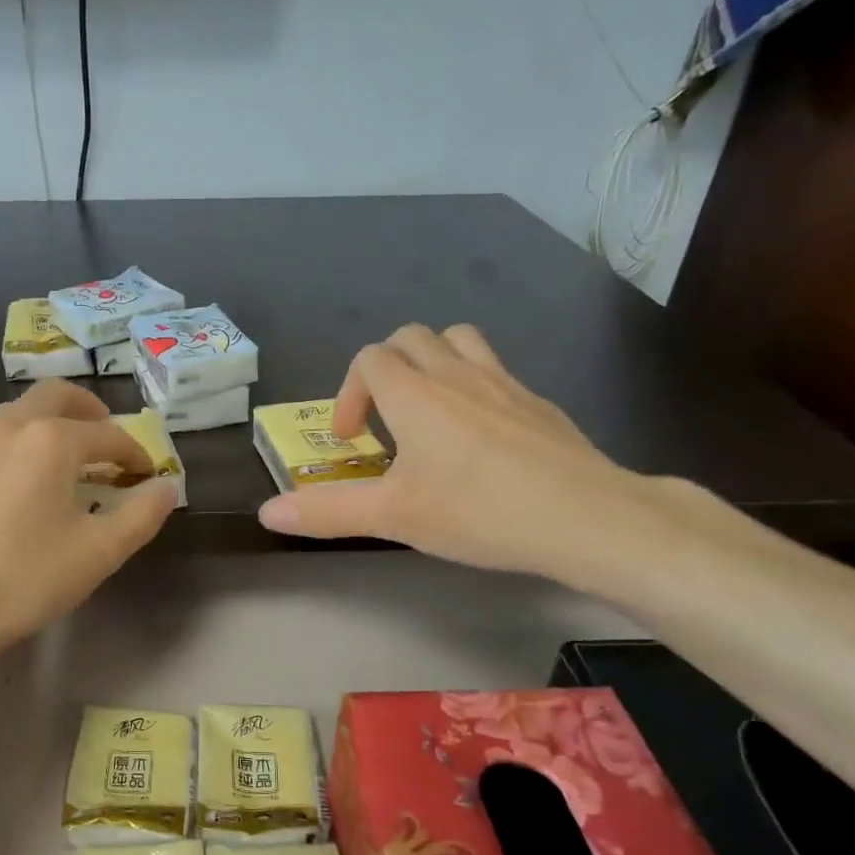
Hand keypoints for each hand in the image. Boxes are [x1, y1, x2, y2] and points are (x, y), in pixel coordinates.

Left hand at [0, 380, 177, 658]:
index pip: (108, 435)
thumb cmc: (24, 579)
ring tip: (61, 462)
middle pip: (56, 395)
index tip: (146, 474)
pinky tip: (12, 488)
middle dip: (89, 411)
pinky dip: (13, 449)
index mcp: (51, 440)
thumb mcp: (99, 553)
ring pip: (16, 414)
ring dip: (47, 425)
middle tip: (105, 438)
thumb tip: (167, 487)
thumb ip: (141, 515)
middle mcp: (8, 427)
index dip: (135, 452)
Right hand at [257, 324, 664, 586]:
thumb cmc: (478, 511)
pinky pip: (494, 371)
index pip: (369, 359)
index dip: (349, 394)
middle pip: (410, 337)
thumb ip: (327, 511)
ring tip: (427, 411)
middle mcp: (456, 374)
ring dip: (431, 362)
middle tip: (384, 421)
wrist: (586, 516)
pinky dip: (472, 385)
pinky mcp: (538, 401)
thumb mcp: (393, 516)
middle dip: (385, 369)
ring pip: (458, 340)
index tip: (351, 441)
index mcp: (415, 393)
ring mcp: (503, 383)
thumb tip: (267, 512)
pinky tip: (481, 437)